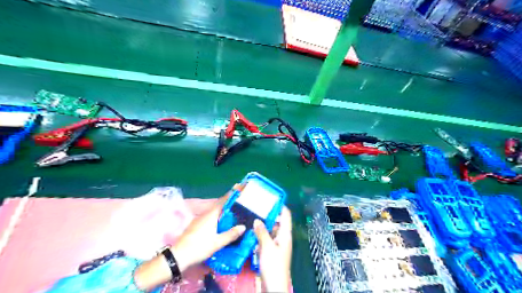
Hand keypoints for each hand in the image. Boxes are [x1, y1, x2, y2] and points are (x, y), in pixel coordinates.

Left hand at [136, 188, 246, 290]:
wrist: (178, 257)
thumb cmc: (199, 247)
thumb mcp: (217, 242)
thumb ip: (231, 234)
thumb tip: (243, 226)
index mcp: (211, 215)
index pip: (223, 201)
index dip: (231, 195)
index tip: (239, 187)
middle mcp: (205, 215)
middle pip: (219, 206)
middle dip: (229, 203)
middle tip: (239, 202)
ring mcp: (199, 220)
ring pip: (214, 213)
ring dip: (223, 211)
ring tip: (233, 214)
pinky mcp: (195, 226)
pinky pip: (210, 218)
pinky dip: (217, 218)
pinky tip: (221, 225)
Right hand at [254, 206, 292, 292]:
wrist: (274, 286)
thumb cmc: (273, 266)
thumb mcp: (267, 247)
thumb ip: (262, 232)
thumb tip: (257, 220)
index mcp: (285, 234)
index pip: (286, 215)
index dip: (280, 206)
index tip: (270, 198)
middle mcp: (283, 237)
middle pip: (278, 221)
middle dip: (269, 214)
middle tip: (257, 207)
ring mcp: (277, 244)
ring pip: (271, 229)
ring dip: (264, 224)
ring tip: (253, 216)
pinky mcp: (272, 250)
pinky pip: (267, 238)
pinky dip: (261, 233)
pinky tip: (252, 231)